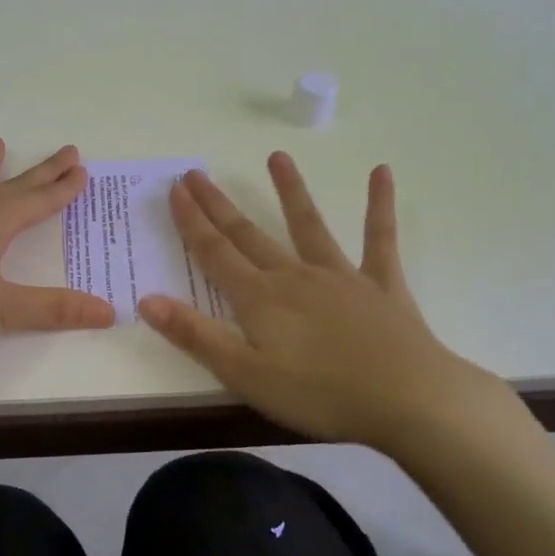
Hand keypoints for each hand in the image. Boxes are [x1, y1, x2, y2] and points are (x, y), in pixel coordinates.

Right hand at [138, 153, 512, 449]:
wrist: (407, 399)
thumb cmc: (320, 395)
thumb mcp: (246, 375)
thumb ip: (196, 336)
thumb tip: (147, 299)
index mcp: (260, 300)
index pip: (215, 253)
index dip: (192, 222)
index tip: (176, 189)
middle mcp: (294, 276)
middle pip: (249, 234)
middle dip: (219, 205)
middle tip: (196, 173)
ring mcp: (340, 276)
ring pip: (308, 225)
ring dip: (291, 190)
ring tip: (277, 156)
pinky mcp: (381, 284)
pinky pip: (379, 238)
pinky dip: (379, 205)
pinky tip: (382, 172)